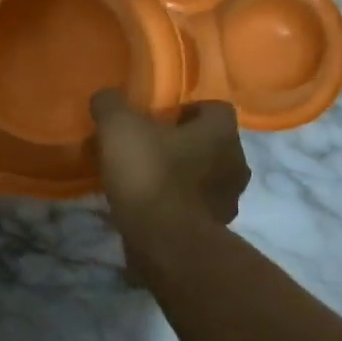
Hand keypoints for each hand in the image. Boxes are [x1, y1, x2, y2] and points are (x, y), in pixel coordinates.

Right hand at [90, 90, 249, 231]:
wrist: (164, 243)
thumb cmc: (149, 175)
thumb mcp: (118, 128)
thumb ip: (110, 105)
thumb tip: (105, 97)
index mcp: (222, 133)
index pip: (215, 108)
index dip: (187, 109)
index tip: (158, 119)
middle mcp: (236, 163)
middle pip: (211, 144)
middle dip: (184, 144)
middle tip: (148, 148)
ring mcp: (229, 201)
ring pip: (205, 177)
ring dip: (182, 176)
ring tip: (146, 181)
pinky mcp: (215, 231)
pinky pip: (196, 208)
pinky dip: (178, 205)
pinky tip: (150, 208)